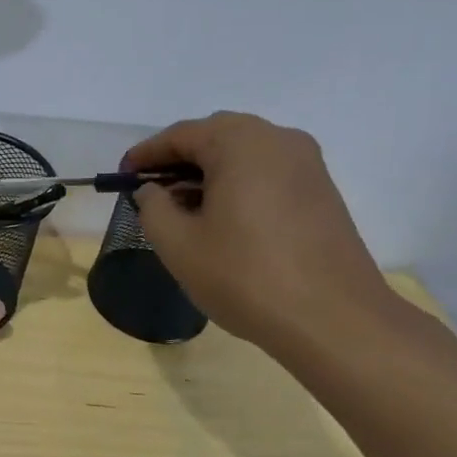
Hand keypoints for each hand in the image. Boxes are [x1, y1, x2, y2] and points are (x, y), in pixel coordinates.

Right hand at [127, 112, 398, 350]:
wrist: (334, 321)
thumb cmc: (246, 276)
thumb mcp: (178, 244)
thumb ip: (153, 207)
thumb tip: (154, 191)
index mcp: (241, 142)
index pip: (180, 135)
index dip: (146, 155)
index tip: (122, 176)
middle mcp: (279, 139)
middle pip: (215, 137)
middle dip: (178, 161)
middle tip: (151, 192)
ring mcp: (308, 164)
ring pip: (244, 155)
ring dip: (208, 174)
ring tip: (183, 210)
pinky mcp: (322, 191)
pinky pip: (267, 174)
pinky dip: (238, 185)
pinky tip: (223, 220)